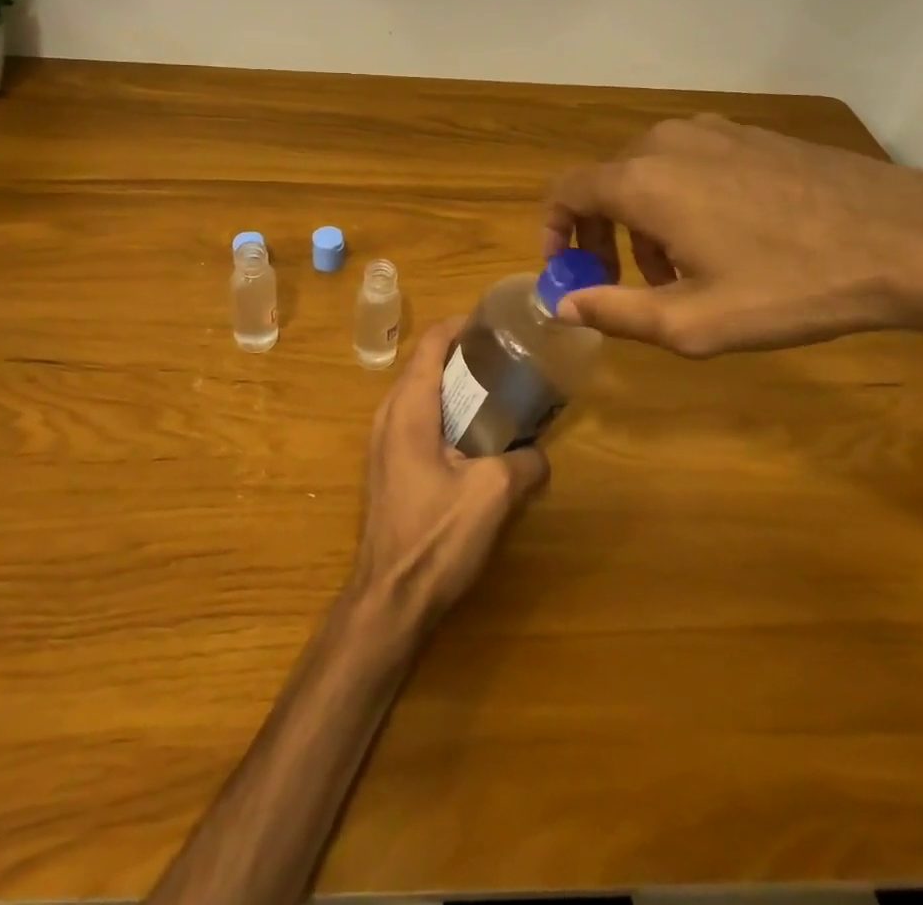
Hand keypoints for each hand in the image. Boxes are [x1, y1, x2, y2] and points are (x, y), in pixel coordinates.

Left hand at [350, 317, 550, 624]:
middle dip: (464, 355)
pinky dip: (445, 412)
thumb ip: (524, 463)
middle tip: (507, 359)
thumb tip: (539, 455)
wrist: (389, 598)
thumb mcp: (493, 494)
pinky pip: (417, 420)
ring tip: (497, 393)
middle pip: (425, 364)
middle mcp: (388, 415)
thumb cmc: (435, 536)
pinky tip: (475, 436)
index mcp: (409, 407)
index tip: (497, 325)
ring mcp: (383, 442)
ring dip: (454, 386)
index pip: (431, 343)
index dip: (462, 325)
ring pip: (420, 393)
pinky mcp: (387, 466)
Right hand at [543, 114, 922, 356]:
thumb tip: (560, 306)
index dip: (555, 232)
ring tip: (681, 271)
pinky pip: (689, 163)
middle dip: (604, 235)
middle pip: (606, 184)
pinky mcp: (749, 134)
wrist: (906, 239)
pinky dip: (680, 199)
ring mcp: (711, 132)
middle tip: (627, 283)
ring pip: (648, 173)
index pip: (566, 193)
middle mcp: (664, 143)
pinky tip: (724, 239)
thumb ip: (614, 313)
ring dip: (644, 221)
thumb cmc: (789, 286)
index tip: (570, 271)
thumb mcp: (693, 322)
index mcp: (641, 181)